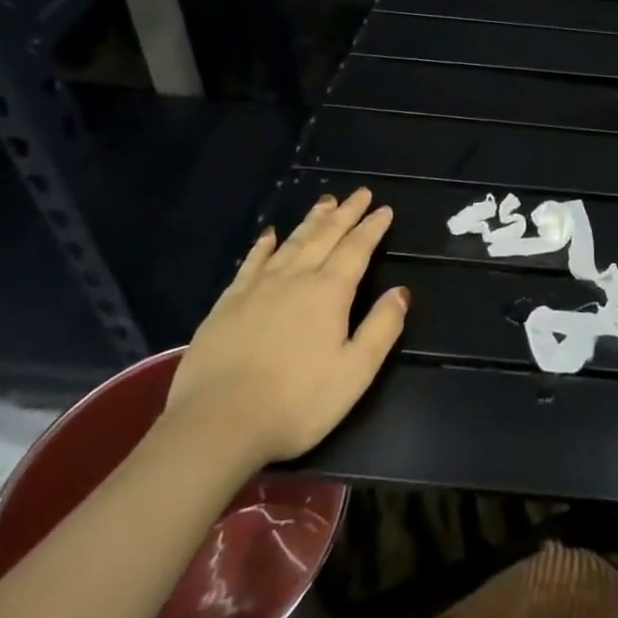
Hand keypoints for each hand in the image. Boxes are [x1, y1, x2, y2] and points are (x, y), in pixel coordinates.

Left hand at [162, 189, 408, 471]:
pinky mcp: (228, 303)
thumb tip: (401, 292)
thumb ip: (382, 328)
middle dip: (346, 213)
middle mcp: (296, 278)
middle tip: (360, 193)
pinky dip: (264, 245)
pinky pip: (251, 263)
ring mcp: (258, 288)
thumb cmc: (296, 403)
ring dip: (312, 220)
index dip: (372, 227)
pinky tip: (269, 234)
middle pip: (325, 236)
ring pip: (292, 242)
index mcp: (330, 292)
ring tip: (326, 202)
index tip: (384, 209)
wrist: (217, 424)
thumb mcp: (355, 372)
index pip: (357, 249)